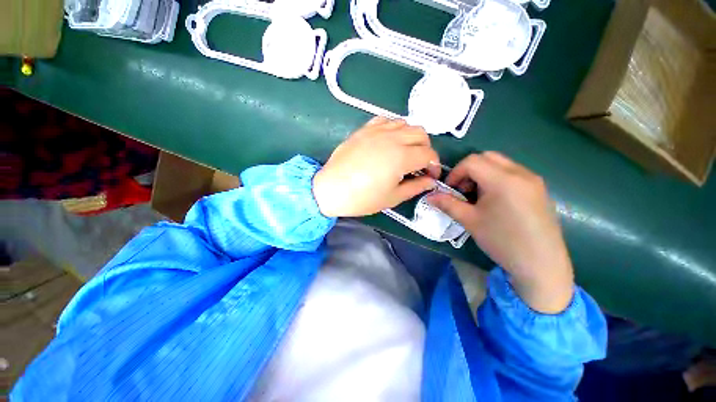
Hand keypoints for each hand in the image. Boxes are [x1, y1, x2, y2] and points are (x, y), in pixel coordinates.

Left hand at [313, 117, 439, 217]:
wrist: (331, 189)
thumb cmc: (362, 198)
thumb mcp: (392, 197)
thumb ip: (415, 187)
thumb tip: (430, 181)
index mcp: (401, 156)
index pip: (429, 154)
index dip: (434, 166)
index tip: (430, 176)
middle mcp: (392, 138)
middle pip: (421, 134)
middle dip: (426, 149)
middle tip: (419, 164)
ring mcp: (376, 131)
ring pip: (405, 123)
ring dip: (411, 137)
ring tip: (405, 152)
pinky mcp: (364, 130)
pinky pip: (386, 120)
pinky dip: (394, 128)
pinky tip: (389, 141)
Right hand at [427, 152, 573, 313]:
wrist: (541, 264)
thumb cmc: (502, 241)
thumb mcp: (470, 221)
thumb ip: (447, 204)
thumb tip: (429, 196)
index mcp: (503, 180)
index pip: (472, 161)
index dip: (455, 173)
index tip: (450, 190)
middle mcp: (521, 173)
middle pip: (487, 157)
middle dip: (469, 170)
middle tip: (463, 191)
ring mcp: (533, 180)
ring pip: (500, 163)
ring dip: (483, 174)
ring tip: (479, 197)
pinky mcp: (539, 189)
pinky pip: (513, 173)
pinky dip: (497, 179)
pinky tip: (496, 201)